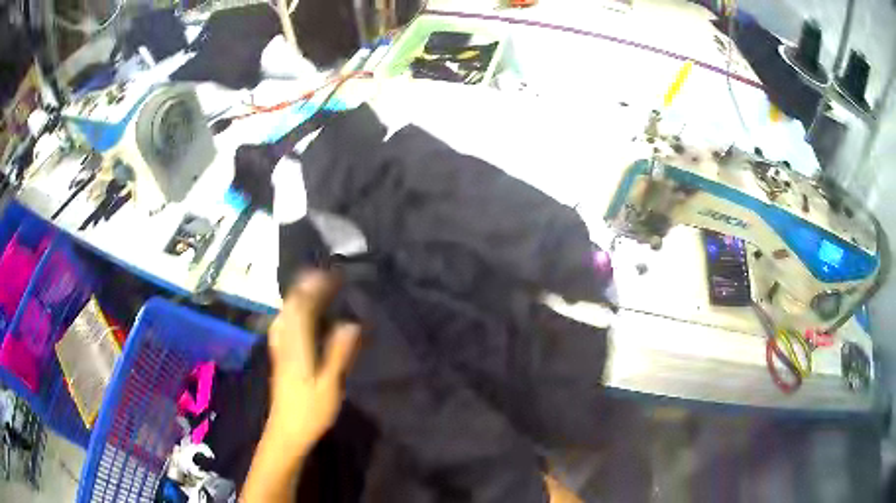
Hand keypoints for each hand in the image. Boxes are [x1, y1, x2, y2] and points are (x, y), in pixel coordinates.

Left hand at [266, 270, 359, 454]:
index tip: (332, 274)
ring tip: (312, 287)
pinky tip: (296, 314)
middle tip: (324, 275)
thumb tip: (351, 323)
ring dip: (296, 297)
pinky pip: (282, 326)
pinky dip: (290, 312)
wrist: (286, 432)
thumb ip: (339, 353)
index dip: (315, 287)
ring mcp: (279, 350)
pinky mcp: (279, 359)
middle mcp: (285, 343)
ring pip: (284, 315)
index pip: (302, 307)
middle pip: (290, 307)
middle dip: (305, 286)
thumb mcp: (330, 385)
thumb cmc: (310, 411)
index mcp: (297, 347)